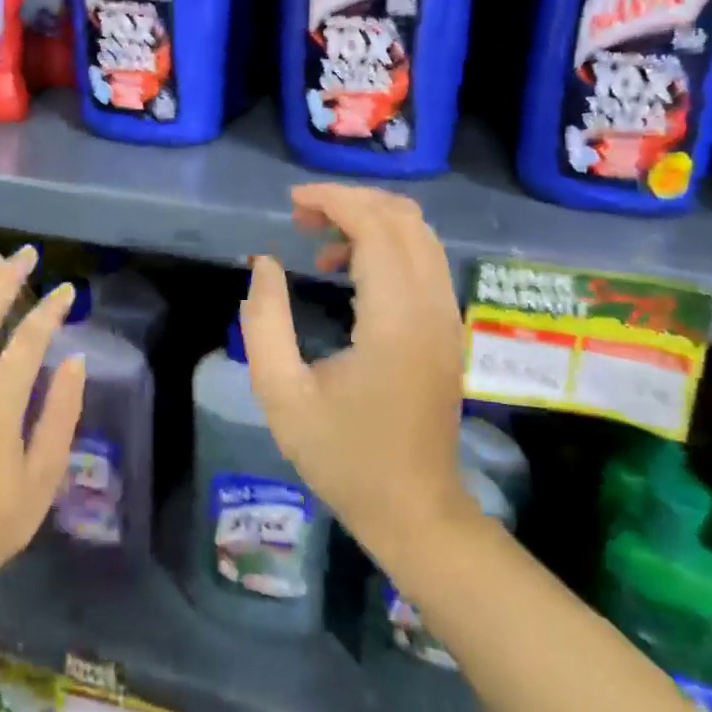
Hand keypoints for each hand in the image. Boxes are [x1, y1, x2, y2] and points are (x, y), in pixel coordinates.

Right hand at [238, 183, 475, 562]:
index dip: (335, 200)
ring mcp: (447, 319)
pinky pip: (425, 262)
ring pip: (421, 236)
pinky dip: (388, 245)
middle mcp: (432, 308)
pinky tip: (349, 268)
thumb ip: (264, 322)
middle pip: (405, 220)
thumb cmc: (343, 457)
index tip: (292, 203)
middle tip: (301, 217)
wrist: (414, 511)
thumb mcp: (282, 395)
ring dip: (371, 221)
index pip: (377, 228)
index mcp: (395, 320)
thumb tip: (265, 264)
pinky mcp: (447, 330)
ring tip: (319, 238)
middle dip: (352, 202)